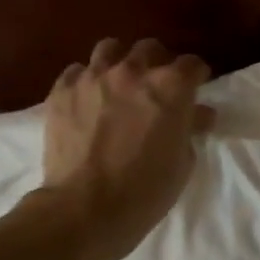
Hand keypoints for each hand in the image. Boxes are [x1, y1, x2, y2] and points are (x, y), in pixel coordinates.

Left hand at [37, 37, 212, 259]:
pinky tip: (88, 99)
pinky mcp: (61, 91)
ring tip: (119, 83)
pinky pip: (77, 71)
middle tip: (157, 86)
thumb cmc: (145, 191)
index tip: (196, 89)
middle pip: (150, 48)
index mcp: (171, 87)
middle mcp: (133, 71)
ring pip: (110, 49)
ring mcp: (94, 78)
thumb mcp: (183, 161)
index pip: (192, 64)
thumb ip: (190, 128)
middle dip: (158, 63)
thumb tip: (197, 113)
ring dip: (120, 62)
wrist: (84, 210)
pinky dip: (86, 80)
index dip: (196, 76)